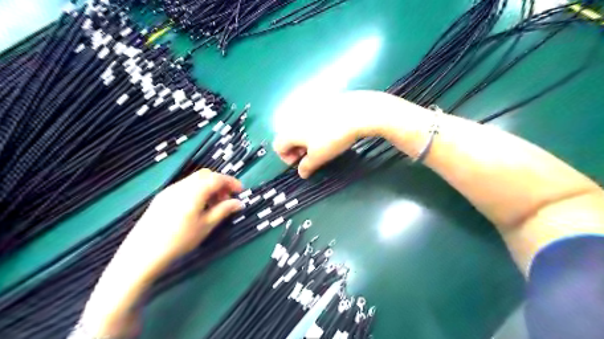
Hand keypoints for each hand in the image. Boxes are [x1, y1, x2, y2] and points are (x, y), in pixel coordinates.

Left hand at [114, 168, 243, 276]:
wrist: (142, 253)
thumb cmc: (179, 240)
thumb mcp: (206, 226)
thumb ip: (223, 210)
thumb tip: (238, 203)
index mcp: (194, 191)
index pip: (217, 178)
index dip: (231, 182)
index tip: (240, 191)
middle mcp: (181, 186)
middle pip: (205, 175)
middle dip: (219, 182)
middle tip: (227, 198)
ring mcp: (169, 190)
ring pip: (194, 180)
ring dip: (208, 186)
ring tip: (213, 204)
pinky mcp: (162, 197)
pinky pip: (185, 187)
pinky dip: (197, 190)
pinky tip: (197, 207)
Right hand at [274, 90, 420, 180]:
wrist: (357, 113)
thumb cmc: (333, 138)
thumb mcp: (319, 157)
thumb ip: (307, 166)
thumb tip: (301, 172)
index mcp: (290, 131)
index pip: (278, 146)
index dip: (287, 158)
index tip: (302, 163)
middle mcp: (295, 117)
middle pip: (289, 136)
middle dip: (297, 149)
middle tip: (312, 156)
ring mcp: (309, 108)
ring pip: (301, 126)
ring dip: (307, 138)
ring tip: (323, 144)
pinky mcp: (322, 102)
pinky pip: (313, 118)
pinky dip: (317, 127)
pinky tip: (332, 130)